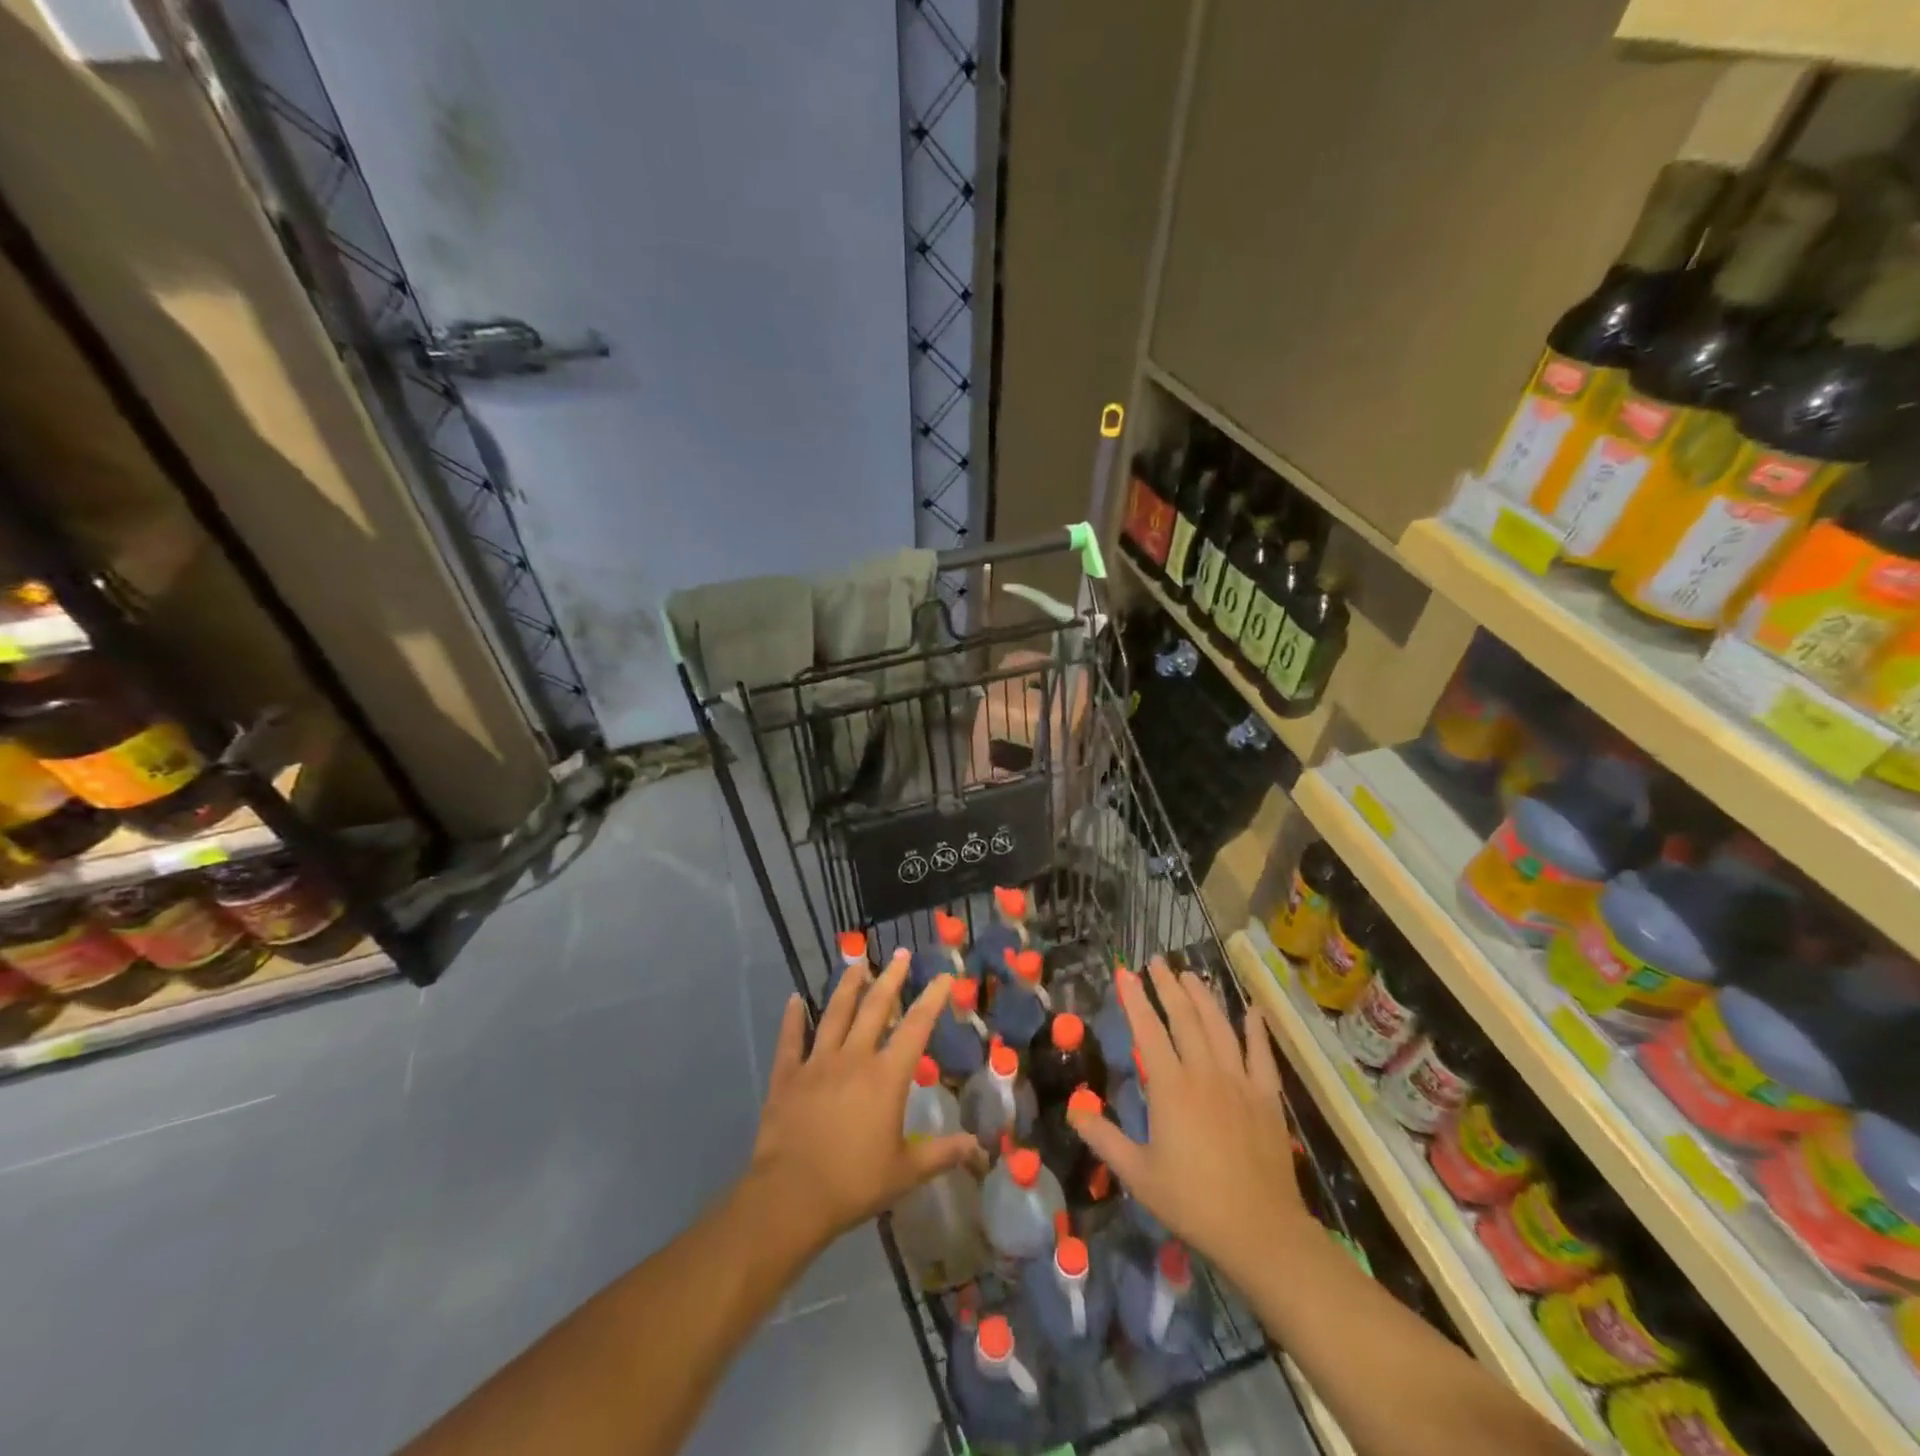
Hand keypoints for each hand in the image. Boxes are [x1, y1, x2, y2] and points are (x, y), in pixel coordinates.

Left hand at [745, 950, 977, 1254]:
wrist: (791, 1196)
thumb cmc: (854, 1183)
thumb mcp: (906, 1173)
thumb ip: (942, 1154)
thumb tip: (979, 1147)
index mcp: (886, 1077)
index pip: (916, 1028)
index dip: (932, 999)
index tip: (942, 976)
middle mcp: (854, 1058)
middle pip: (875, 1008)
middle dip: (891, 979)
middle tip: (900, 955)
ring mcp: (817, 1063)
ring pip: (835, 1014)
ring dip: (847, 987)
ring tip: (856, 963)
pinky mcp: (787, 1076)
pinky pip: (790, 1040)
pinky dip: (792, 1019)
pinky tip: (794, 999)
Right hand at [1071, 957, 1309, 1282]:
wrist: (1260, 1231)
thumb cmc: (1192, 1202)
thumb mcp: (1138, 1174)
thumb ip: (1104, 1138)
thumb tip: (1073, 1109)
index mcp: (1171, 1087)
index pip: (1147, 1031)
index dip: (1134, 999)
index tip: (1125, 973)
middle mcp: (1204, 1073)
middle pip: (1184, 1018)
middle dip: (1168, 986)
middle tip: (1157, 961)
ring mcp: (1239, 1082)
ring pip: (1219, 1027)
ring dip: (1203, 998)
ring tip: (1190, 975)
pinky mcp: (1266, 1097)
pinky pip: (1261, 1055)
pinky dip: (1256, 1030)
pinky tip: (1253, 1010)